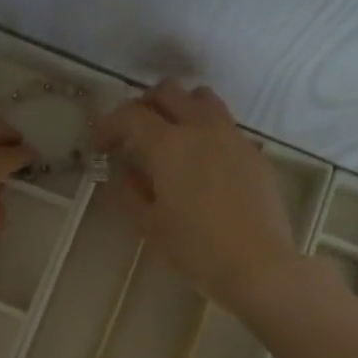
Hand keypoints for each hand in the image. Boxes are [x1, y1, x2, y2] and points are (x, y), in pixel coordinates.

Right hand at [93, 81, 302, 311]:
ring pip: (201, 98)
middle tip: (132, 133)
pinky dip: (205, 129)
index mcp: (169, 145)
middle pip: (168, 92)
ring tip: (169, 136)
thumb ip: (129, 192)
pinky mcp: (253, 152)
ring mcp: (232, 137)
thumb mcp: (150, 225)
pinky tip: (201, 161)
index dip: (108, 125)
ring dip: (178, 107)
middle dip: (143, 106)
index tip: (99, 145)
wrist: (258, 265)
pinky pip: (224, 124)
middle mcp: (201, 128)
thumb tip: (123, 172)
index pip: (130, 116)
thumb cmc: (196, 249)